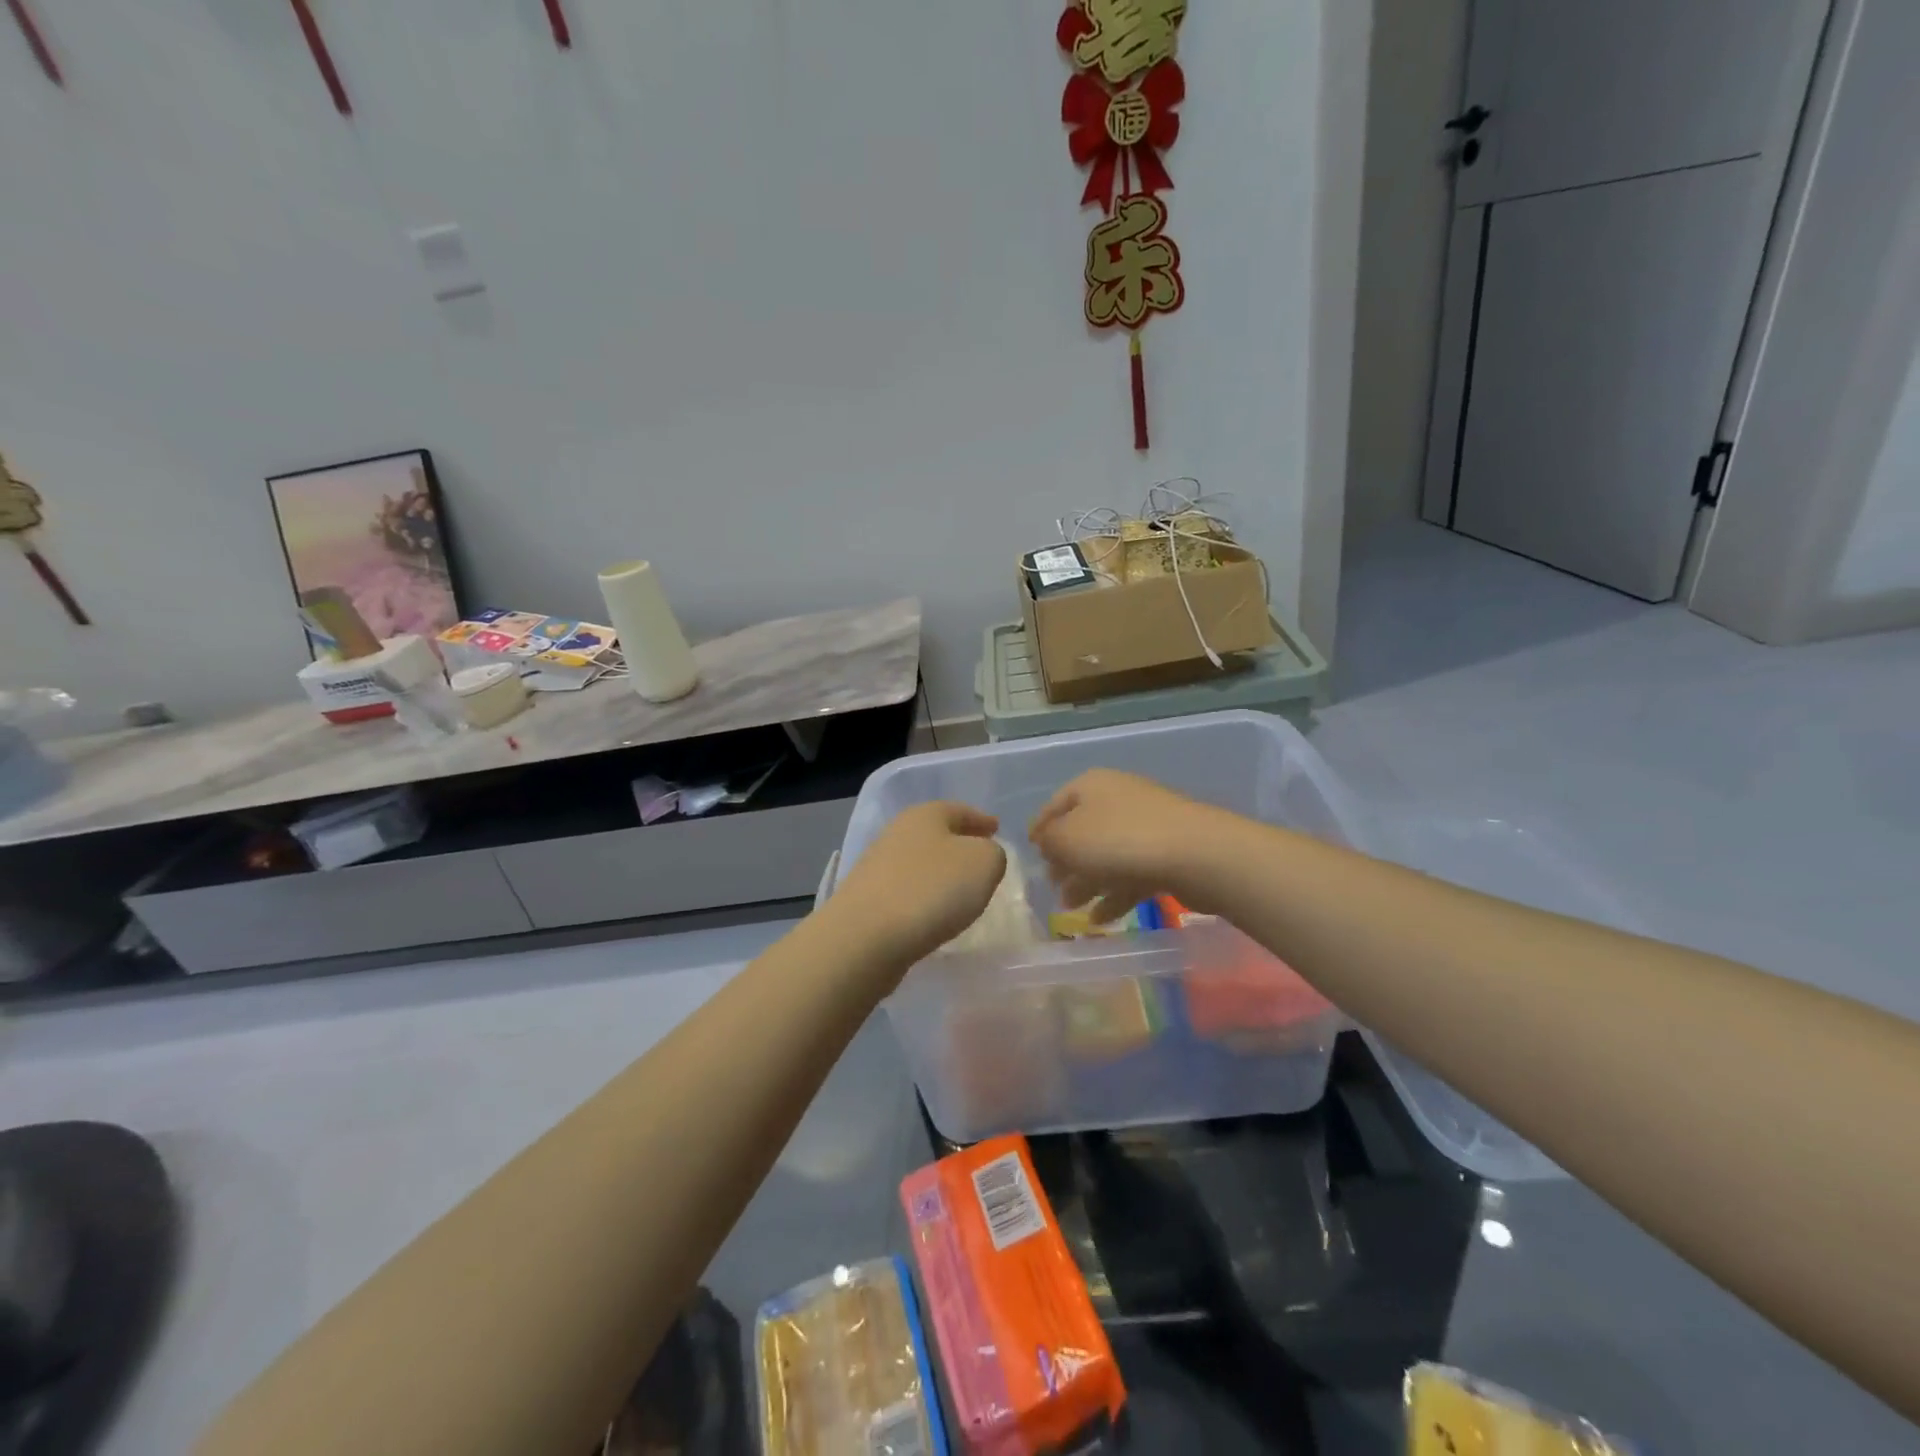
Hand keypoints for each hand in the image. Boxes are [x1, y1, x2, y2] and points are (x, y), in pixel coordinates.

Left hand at [829, 802, 1006, 964]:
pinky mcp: (868, 900)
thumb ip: (992, 854)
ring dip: (940, 873)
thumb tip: (982, 856)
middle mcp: (898, 833)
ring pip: (920, 863)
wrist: (866, 937)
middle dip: (959, 845)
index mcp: (925, 814)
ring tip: (962, 890)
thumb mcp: (984, 863)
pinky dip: (924, 897)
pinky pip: (907, 891)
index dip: (980, 819)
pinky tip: (935, 914)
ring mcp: (878, 867)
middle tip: (981, 859)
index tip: (996, 829)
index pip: (960, 809)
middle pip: (936, 834)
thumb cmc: (932, 889)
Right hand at [1028, 768, 1222, 920]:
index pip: (1055, 805)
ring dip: (1087, 882)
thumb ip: (1049, 840)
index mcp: (1091, 786)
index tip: (1030, 853)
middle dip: (1064, 861)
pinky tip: (1100, 920)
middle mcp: (1117, 798)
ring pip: (1107, 855)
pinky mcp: (1166, 853)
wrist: (1195, 854)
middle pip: (1082, 831)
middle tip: (1052, 887)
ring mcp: (1146, 826)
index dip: (1039, 829)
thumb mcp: (1067, 839)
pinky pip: (1131, 873)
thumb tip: (1046, 842)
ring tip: (1072, 908)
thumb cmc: (1119, 840)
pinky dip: (1114, 894)